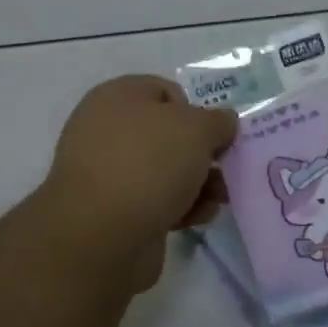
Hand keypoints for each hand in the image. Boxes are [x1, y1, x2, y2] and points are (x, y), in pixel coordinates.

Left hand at [38, 75, 237, 291]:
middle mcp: (107, 129)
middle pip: (168, 134)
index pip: (166, 91)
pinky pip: (155, 200)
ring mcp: (107, 172)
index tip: (216, 134)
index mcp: (117, 96)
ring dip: (197, 182)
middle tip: (225, 167)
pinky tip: (199, 217)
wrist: (102, 235)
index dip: (197, 109)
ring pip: (164, 170)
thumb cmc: (149, 163)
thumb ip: (218, 121)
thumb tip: (222, 123)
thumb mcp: (197, 128)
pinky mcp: (112, 211)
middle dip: (201, 152)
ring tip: (220, 198)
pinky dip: (179, 206)